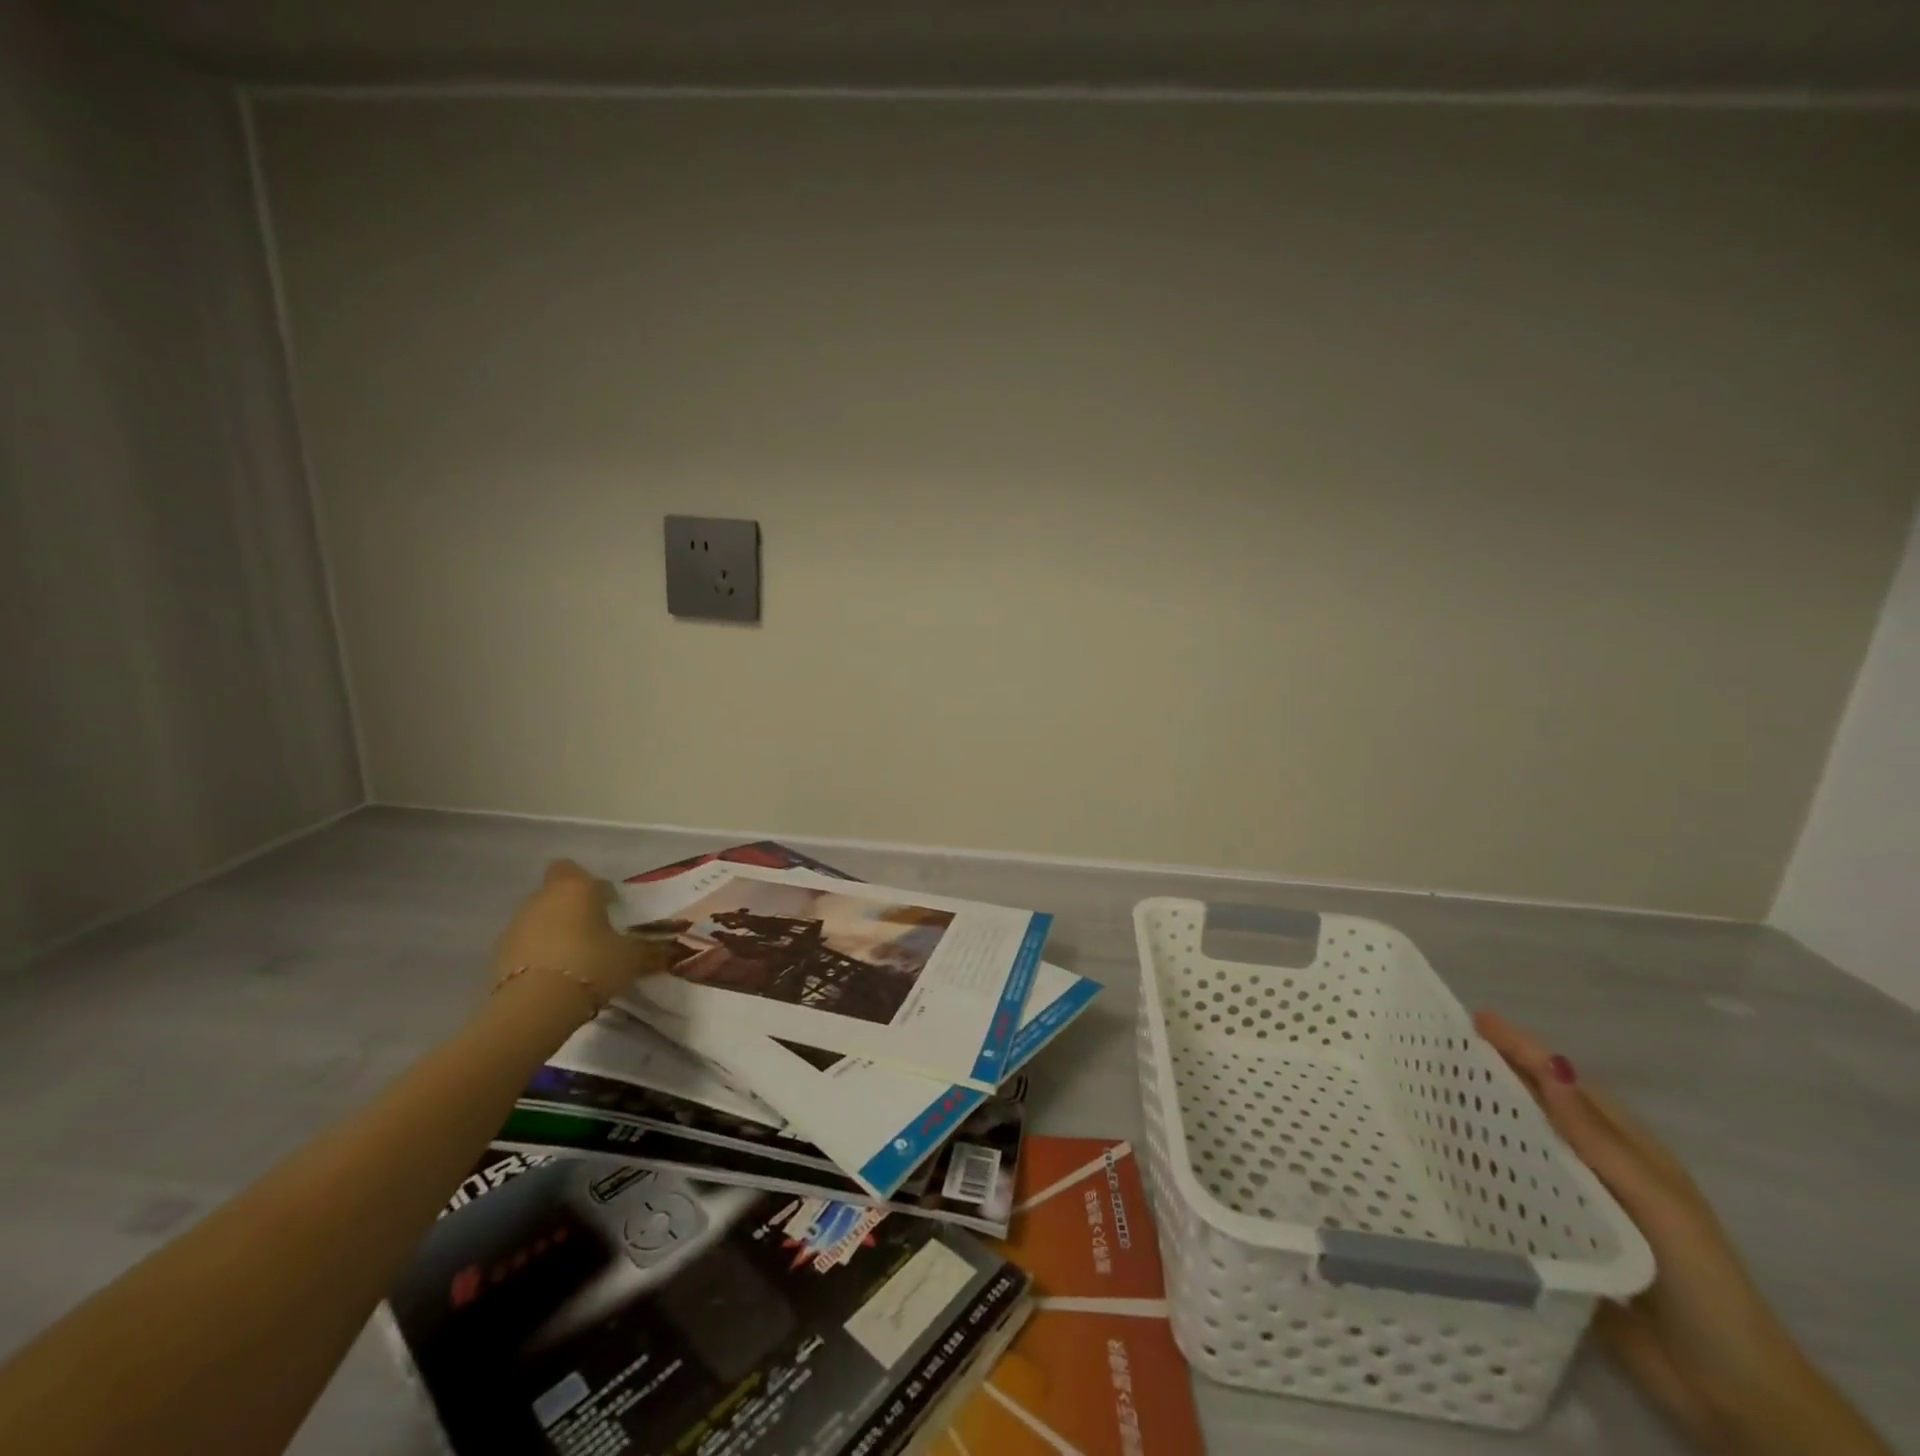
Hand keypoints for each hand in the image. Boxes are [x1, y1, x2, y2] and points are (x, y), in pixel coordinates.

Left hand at [490, 860, 677, 1013]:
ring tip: (576, 961)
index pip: (571, 869)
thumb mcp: (632, 958)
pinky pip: (525, 947)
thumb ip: (650, 950)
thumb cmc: (591, 963)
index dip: (587, 884)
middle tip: (596, 934)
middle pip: (555, 895)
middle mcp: (541, 898)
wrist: (536, 1006)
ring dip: (554, 933)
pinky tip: (556, 978)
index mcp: (575, 888)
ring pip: (538, 920)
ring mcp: (515, 926)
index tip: (605, 904)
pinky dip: (538, 956)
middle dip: (572, 910)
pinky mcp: (499, 955)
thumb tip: (674, 951)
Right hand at [1474, 1011, 1888, 1454]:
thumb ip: (1599, 1139)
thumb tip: (1549, 1064)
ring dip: (1476, 1118)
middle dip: (1488, 1075)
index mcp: (1622, 1147)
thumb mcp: (1658, 1206)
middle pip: (1532, 1106)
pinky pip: (1504, 1188)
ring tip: (1425, 1097)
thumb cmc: (1701, 1283)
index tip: (1474, 1018)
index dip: (1520, 1047)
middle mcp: (1590, 1164)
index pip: (1562, 1082)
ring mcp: (1568, 1199)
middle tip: (1434, 1054)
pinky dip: (1475, 1167)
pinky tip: (1441, 1158)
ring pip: (1512, 1143)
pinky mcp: (1548, 1233)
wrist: (1727, 1390)